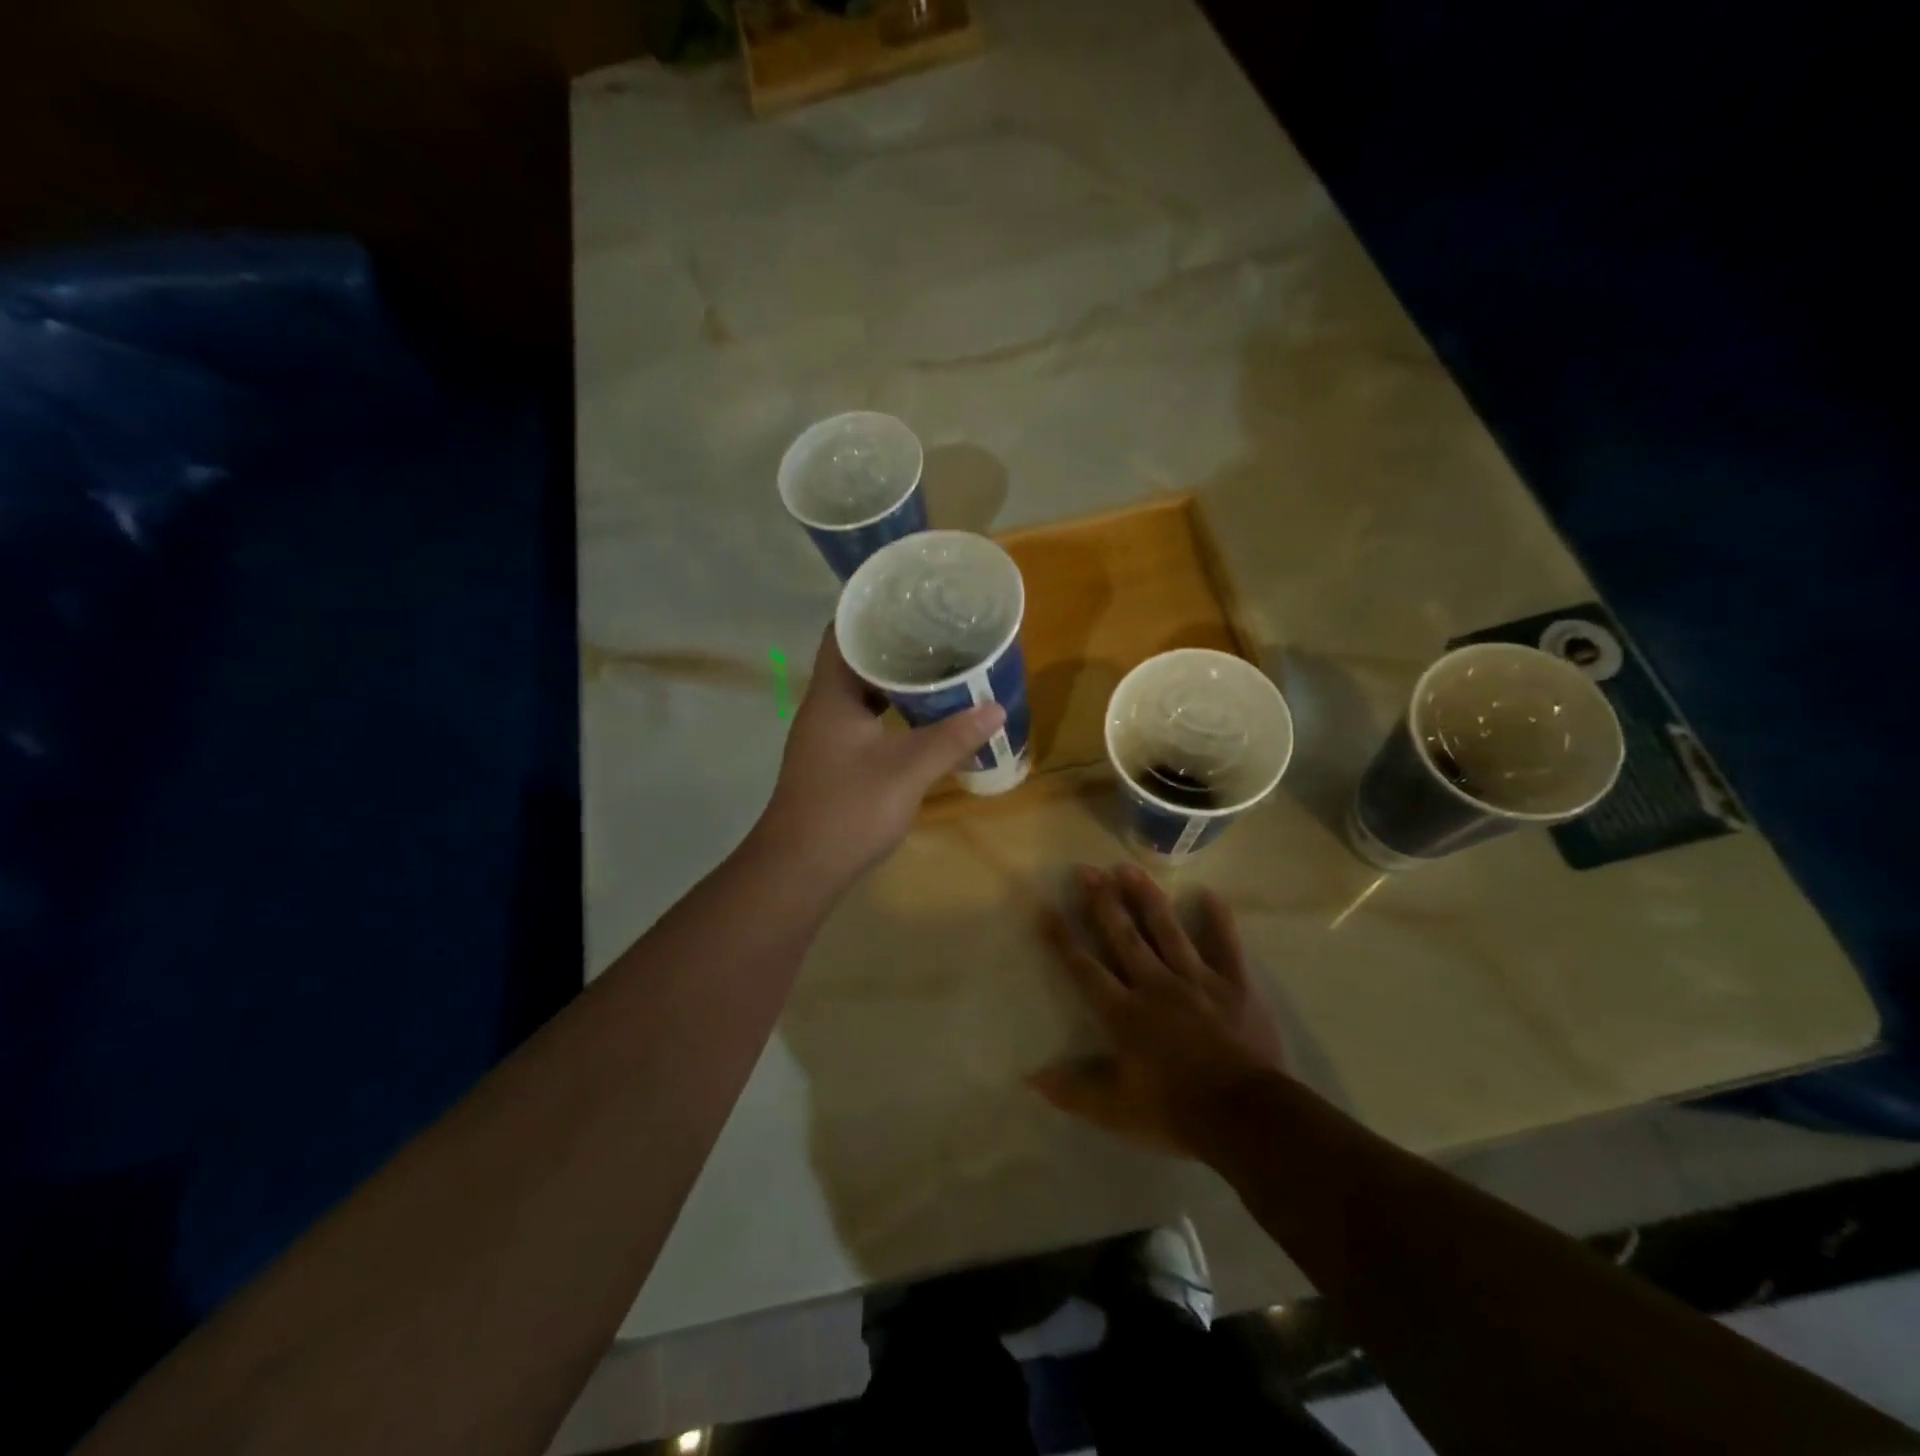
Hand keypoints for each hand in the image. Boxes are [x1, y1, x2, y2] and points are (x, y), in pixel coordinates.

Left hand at [754, 626, 1004, 887]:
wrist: (800, 869)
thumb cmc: (848, 810)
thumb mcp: (907, 771)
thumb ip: (951, 738)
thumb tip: (995, 708)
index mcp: (832, 695)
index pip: (842, 632)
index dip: (871, 610)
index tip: (911, 599)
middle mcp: (824, 707)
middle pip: (855, 659)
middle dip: (894, 643)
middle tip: (939, 630)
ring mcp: (827, 735)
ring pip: (861, 692)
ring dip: (894, 679)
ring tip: (938, 664)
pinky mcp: (835, 759)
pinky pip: (865, 718)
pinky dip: (891, 709)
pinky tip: (921, 715)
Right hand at [1031, 863, 1286, 1157]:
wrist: (1245, 1116)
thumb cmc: (1175, 1112)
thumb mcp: (1115, 1110)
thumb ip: (1073, 1090)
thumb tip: (1030, 1078)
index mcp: (1125, 1013)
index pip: (1085, 968)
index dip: (1063, 939)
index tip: (1046, 908)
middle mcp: (1156, 985)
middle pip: (1124, 936)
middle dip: (1102, 902)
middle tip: (1087, 869)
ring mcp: (1197, 980)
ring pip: (1167, 930)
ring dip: (1146, 898)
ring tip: (1128, 868)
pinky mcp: (1235, 985)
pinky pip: (1226, 945)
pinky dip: (1219, 920)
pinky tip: (1209, 894)